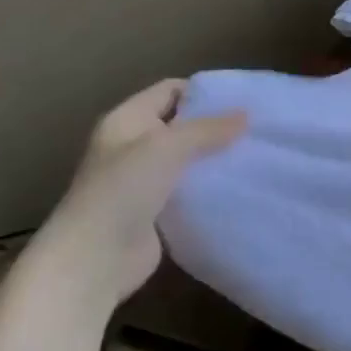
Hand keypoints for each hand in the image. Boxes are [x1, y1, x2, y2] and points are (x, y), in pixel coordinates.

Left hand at [39, 80, 246, 305]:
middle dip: (215, 126)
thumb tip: (245, 115)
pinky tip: (238, 186)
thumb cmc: (124, 190)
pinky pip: (189, 190)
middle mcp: (133, 146)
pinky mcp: (156, 211)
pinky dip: (210, 187)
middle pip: (180, 125)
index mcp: (127, 121)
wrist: (94, 259)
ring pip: (187, 159)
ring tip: (254, 155)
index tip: (241, 99)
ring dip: (215, 158)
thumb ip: (207, 129)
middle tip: (256, 128)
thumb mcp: (167, 147)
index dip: (202, 91)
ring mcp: (143, 181)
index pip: (169, 90)